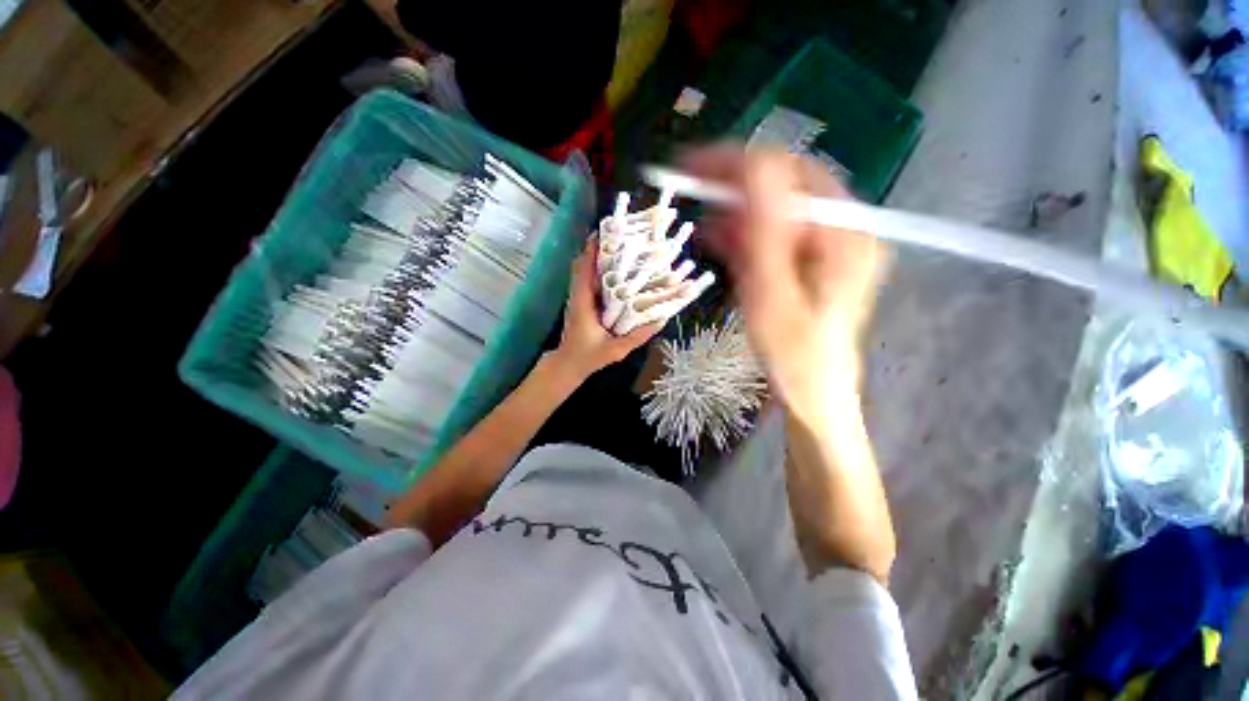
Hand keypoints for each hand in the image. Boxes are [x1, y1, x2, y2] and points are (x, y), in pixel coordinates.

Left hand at [551, 237, 662, 378]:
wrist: (568, 364)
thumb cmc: (588, 356)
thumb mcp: (616, 349)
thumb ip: (637, 336)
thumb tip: (661, 319)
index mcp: (583, 302)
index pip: (584, 268)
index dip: (593, 248)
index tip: (608, 232)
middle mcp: (578, 294)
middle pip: (584, 263)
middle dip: (600, 247)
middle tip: (622, 236)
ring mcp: (579, 297)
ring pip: (585, 270)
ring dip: (599, 256)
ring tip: (622, 247)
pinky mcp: (582, 301)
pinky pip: (589, 279)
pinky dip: (600, 269)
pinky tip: (618, 269)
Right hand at [684, 146, 884, 425]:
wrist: (812, 394)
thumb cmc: (792, 354)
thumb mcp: (772, 293)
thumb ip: (765, 231)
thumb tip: (750, 168)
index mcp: (844, 233)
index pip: (789, 173)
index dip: (737, 163)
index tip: (692, 168)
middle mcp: (845, 229)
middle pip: (786, 184)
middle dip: (735, 184)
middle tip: (693, 190)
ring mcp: (831, 245)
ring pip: (778, 207)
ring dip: (738, 208)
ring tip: (704, 220)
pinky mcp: (814, 261)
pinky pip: (777, 233)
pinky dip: (747, 232)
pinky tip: (722, 240)